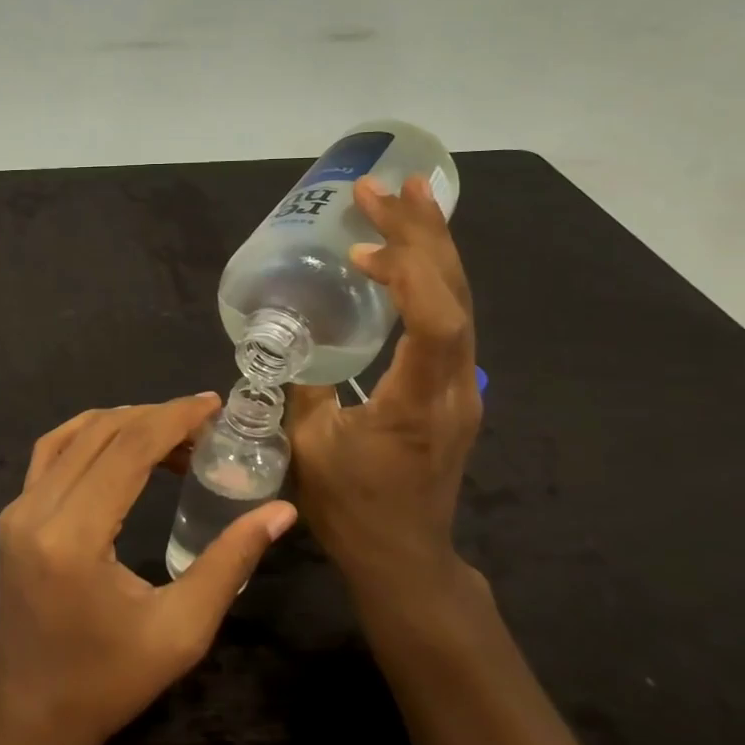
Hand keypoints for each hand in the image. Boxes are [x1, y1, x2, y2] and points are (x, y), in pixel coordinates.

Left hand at [0, 394, 295, 744]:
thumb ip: (230, 563)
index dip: (174, 418)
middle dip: (156, 418)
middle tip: (203, 425)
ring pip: (73, 435)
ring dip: (124, 423)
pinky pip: (50, 453)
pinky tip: (121, 442)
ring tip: (172, 432)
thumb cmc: (110, 682)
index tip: (213, 404)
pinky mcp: (12, 515)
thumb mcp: (181, 630)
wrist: (32, 715)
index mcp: (74, 538)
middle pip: (102, 434)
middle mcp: (36, 511)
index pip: (128, 450)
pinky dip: (89, 435)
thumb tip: (280, 512)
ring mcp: (16, 509)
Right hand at [287, 174, 482, 618]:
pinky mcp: (455, 390)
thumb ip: (298, 386)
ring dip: (435, 248)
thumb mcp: (308, 449)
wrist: (404, 558)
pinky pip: (452, 320)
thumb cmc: (353, 510)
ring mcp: (462, 389)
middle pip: (455, 297)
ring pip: (461, 304)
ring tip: (412, 198)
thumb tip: (282, 337)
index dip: (406, 273)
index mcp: (418, 404)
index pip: (435, 324)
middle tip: (394, 185)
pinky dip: (432, 279)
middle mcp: (454, 388)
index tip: (361, 244)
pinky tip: (414, 256)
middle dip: (424, 234)